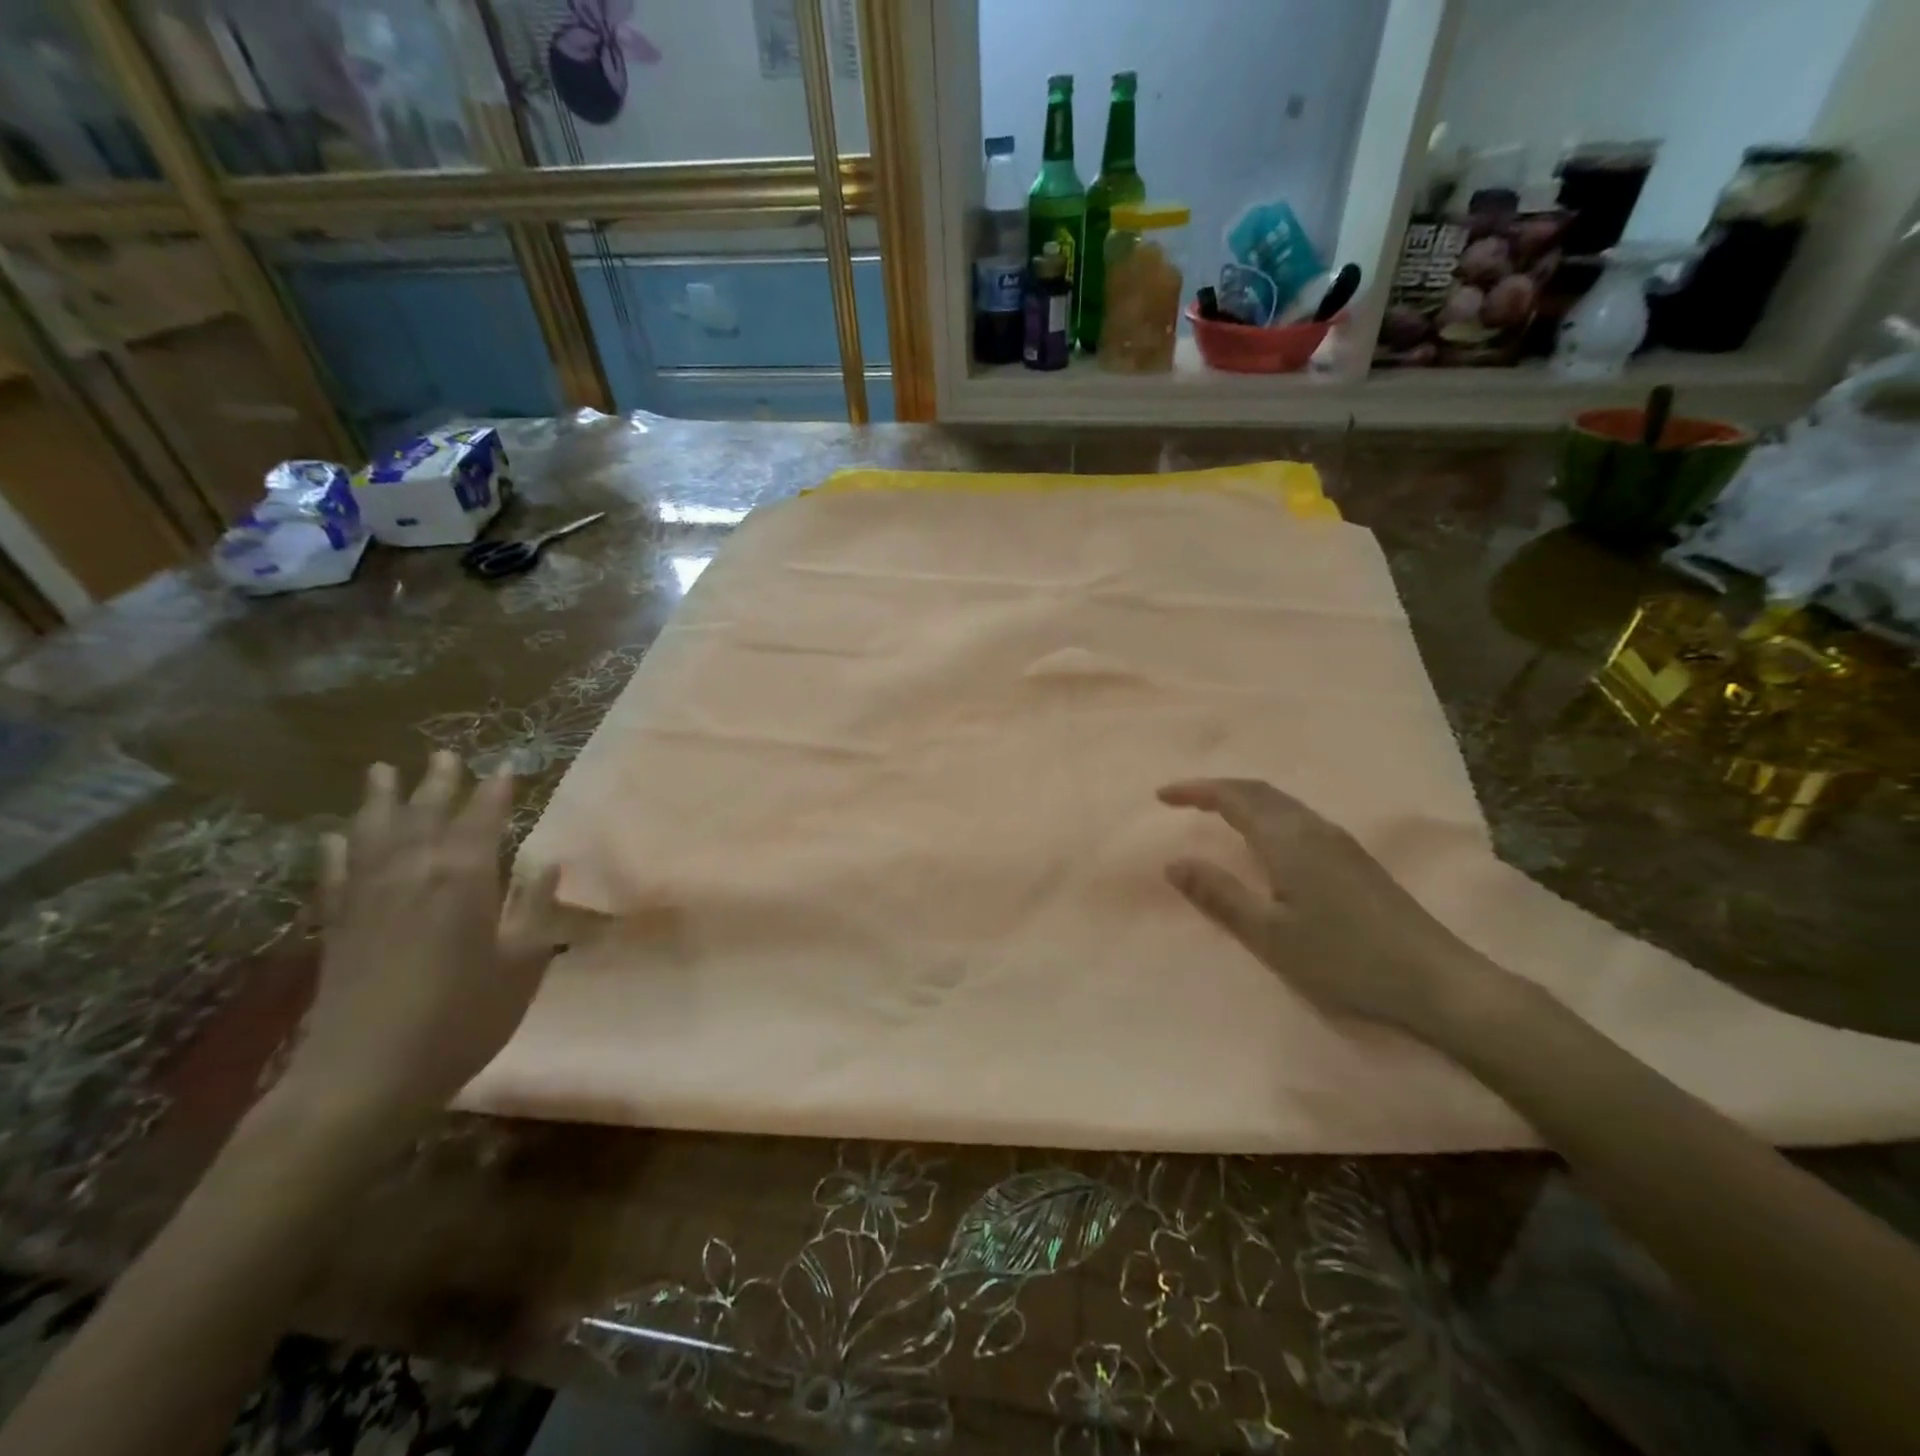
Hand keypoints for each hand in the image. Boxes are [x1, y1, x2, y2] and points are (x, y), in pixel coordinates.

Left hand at [284, 753, 561, 1121]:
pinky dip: (335, 851)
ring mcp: (368, 898)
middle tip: (444, 756)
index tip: (506, 768)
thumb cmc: (462, 1018)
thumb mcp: (523, 965)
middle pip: (424, 815)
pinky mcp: (336, 927)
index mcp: (465, 879)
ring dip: (381, 800)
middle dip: (438, 783)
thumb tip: (549, 863)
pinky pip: (335, 875)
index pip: (482, 819)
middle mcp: (413, 874)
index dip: (494, 792)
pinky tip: (332, 838)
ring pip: (373, 834)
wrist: (365, 1076)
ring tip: (382, 772)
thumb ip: (536, 909)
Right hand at [1158, 778, 1504, 1041]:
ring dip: (1243, 799)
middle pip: (1259, 791)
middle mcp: (1314, 828)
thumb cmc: (1344, 958)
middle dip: (1217, 789)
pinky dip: (1266, 814)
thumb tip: (1174, 862)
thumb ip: (1220, 895)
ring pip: (1281, 803)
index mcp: (1289, 839)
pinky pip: (1297, 818)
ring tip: (1215, 813)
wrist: (1436, 981)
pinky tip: (1265, 840)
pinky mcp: (1355, 860)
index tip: (1161, 795)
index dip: (1195, 791)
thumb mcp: (1270, 935)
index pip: (1233, 798)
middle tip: (1182, 798)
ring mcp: (1340, 842)